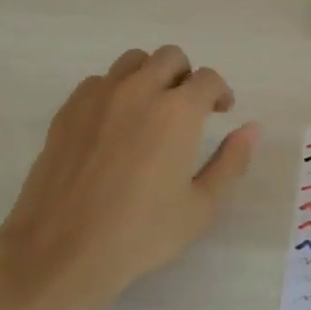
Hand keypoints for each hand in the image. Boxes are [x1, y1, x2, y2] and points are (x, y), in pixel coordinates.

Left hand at [0, 47, 258, 309]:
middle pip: (170, 57)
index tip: (221, 112)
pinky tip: (114, 125)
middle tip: (189, 109)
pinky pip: (99, 82)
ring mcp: (98, 96)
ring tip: (151, 109)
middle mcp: (139, 90)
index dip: (220, 92)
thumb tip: (251, 128)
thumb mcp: (200, 207)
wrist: (59, 252)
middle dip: (186, 76)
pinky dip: (115, 91)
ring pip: (132, 62)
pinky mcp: (68, 110)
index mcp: (177, 111)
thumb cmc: (139, 235)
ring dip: (150, 76)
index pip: (208, 79)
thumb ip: (231, 162)